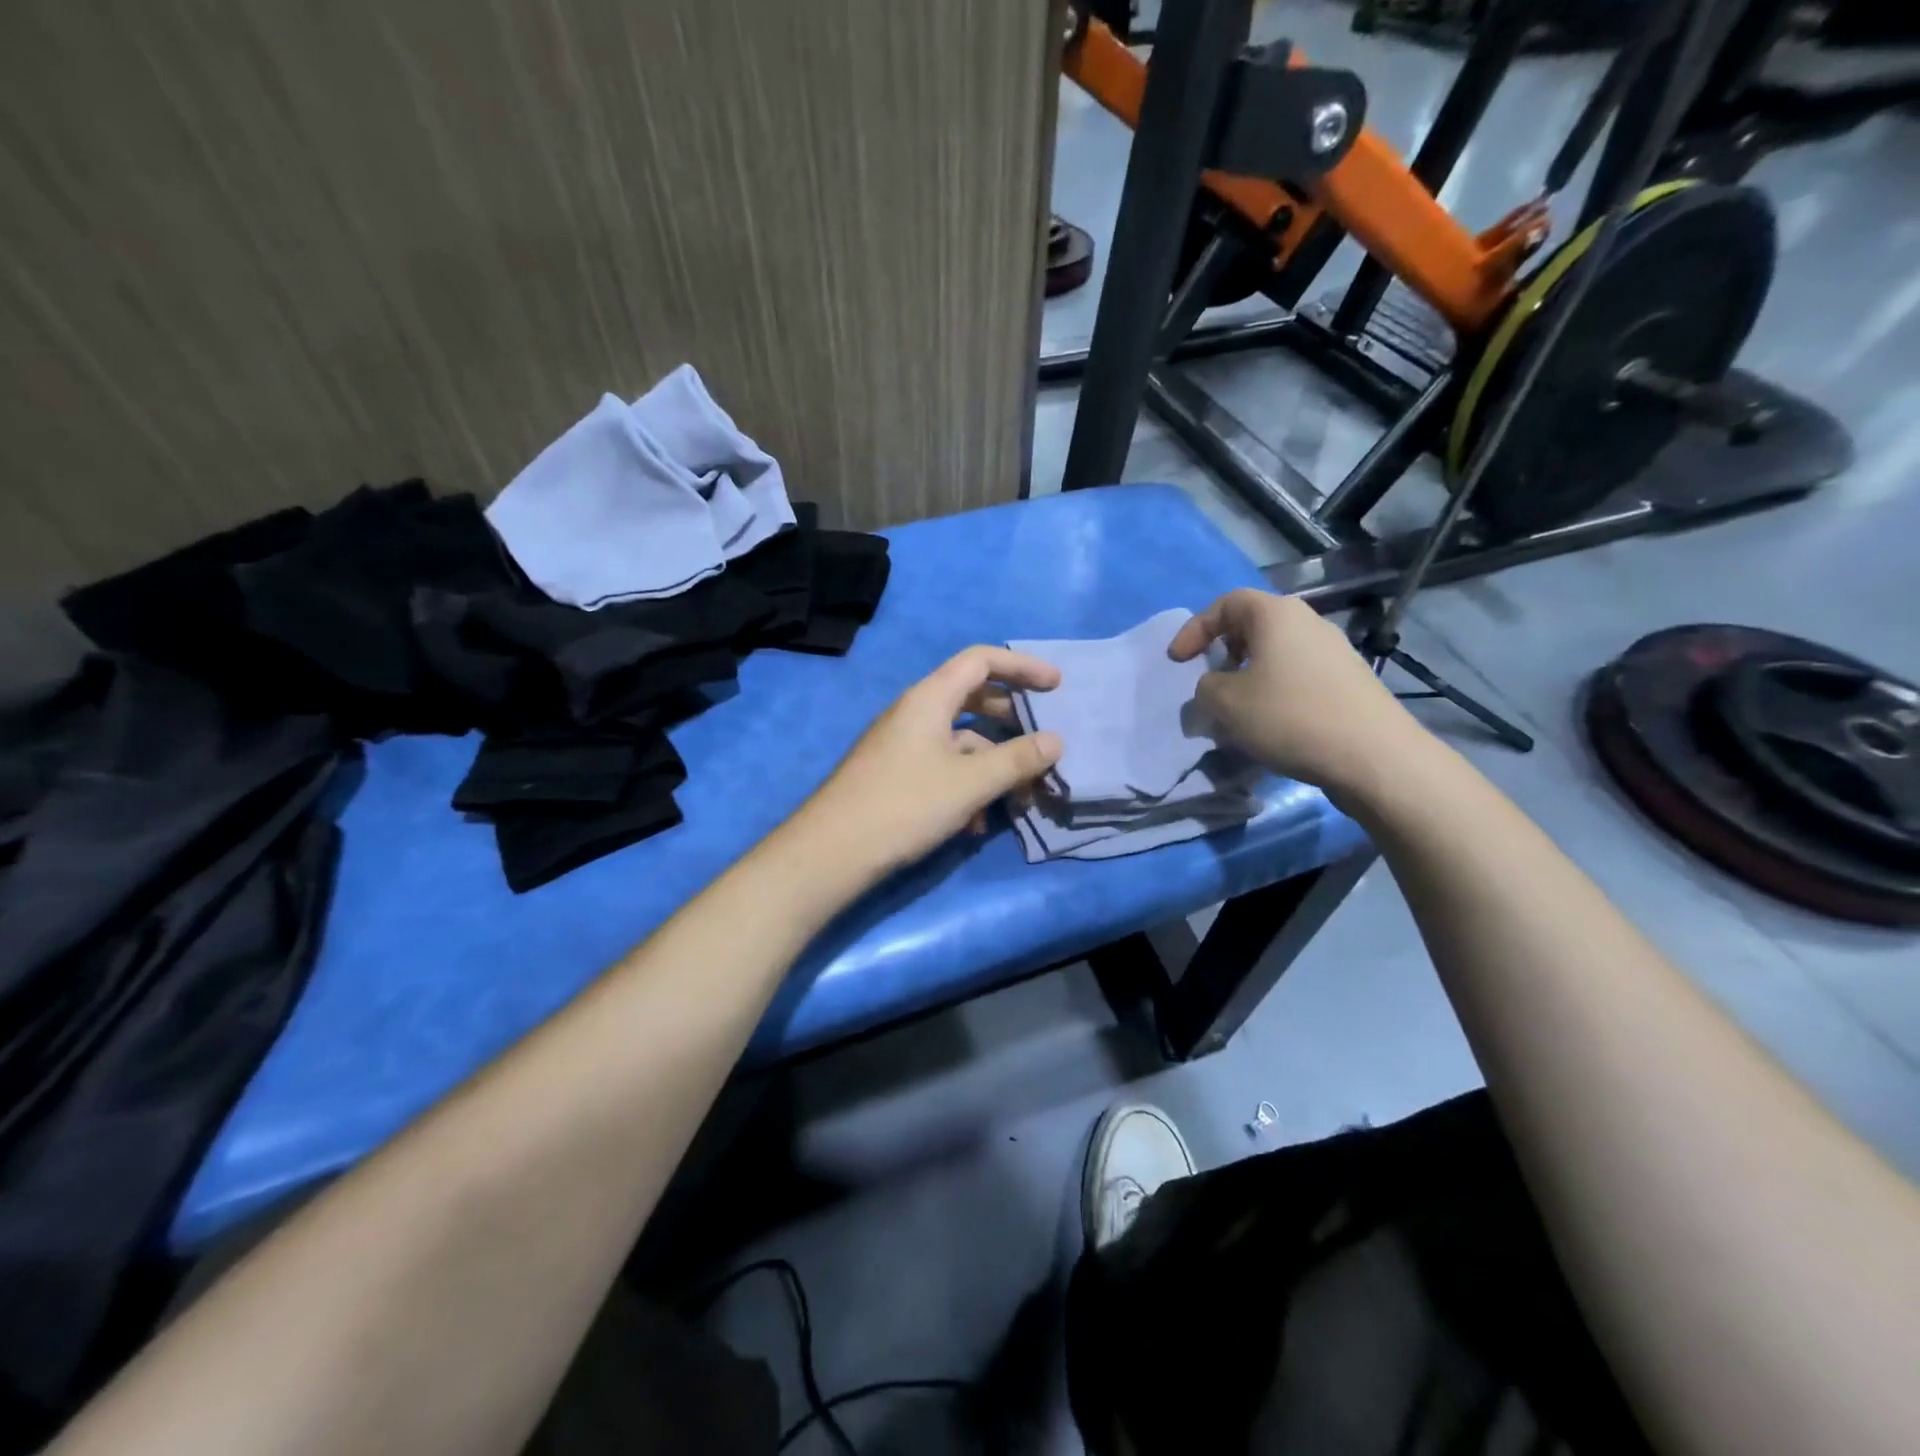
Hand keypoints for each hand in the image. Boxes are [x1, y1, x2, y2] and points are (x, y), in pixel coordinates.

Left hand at [794, 646, 1063, 877]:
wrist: (832, 851)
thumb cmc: (905, 805)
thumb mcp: (970, 782)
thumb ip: (1017, 759)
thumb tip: (1056, 741)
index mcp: (929, 698)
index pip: (981, 660)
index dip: (1022, 666)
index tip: (1057, 685)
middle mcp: (914, 713)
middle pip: (972, 699)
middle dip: (1011, 719)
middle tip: (1043, 740)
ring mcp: (902, 745)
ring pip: (960, 741)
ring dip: (993, 765)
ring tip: (1020, 799)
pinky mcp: (896, 775)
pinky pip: (942, 768)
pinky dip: (966, 787)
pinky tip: (975, 824)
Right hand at [1168, 589, 1422, 803]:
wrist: (1373, 756)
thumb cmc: (1289, 717)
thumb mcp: (1225, 704)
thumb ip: (1204, 689)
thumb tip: (1212, 689)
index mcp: (1276, 615)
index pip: (1227, 603)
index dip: (1195, 628)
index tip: (1178, 661)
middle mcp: (1308, 623)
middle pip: (1254, 626)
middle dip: (1223, 652)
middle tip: (1209, 681)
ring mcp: (1334, 652)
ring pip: (1276, 654)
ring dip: (1248, 677)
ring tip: (1236, 710)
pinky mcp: (1349, 682)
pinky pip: (1297, 677)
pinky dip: (1274, 692)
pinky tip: (1271, 726)